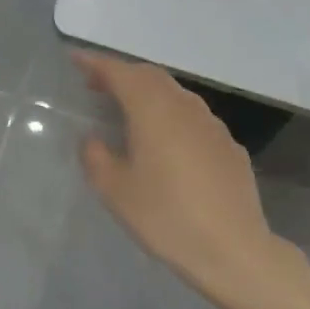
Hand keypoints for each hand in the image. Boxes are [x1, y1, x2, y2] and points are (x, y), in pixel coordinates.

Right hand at [76, 52, 294, 308]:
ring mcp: (212, 125)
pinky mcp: (229, 146)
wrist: (233, 249)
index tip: (76, 59)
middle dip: (122, 75)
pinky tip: (166, 142)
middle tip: (97, 85)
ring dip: (148, 94)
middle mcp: (184, 107)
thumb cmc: (167, 218)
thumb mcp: (116, 192)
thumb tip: (94, 140)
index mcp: (153, 111)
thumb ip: (97, 158)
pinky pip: (193, 118)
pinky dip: (171, 115)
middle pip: (150, 77)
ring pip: (175, 94)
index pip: (121, 73)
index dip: (96, 63)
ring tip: (128, 111)